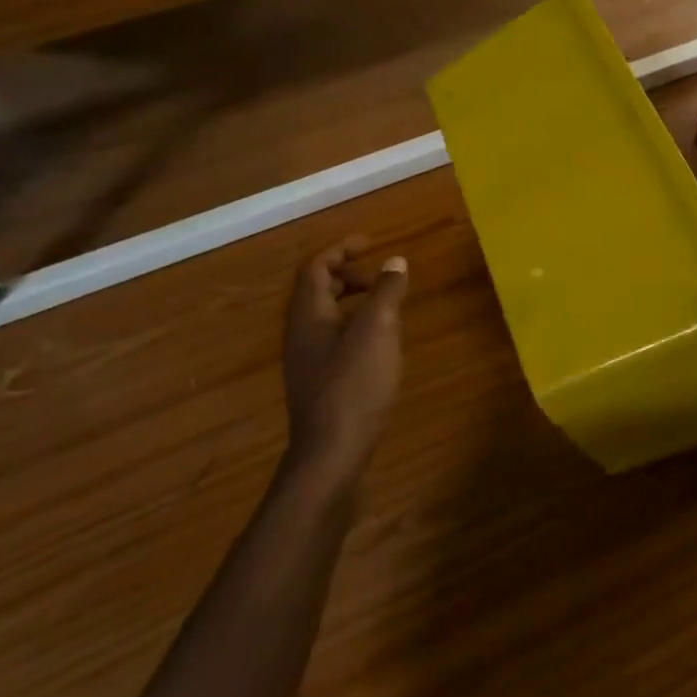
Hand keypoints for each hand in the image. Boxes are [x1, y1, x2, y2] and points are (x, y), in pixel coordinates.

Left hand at [281, 237, 408, 488]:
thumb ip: (387, 292)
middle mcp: (300, 333)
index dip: (342, 249)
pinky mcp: (318, 382)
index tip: (370, 242)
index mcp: (308, 314)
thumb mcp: (378, 330)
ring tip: (387, 308)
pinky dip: (355, 326)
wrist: (330, 454)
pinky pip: (333, 338)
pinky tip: (380, 345)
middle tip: (382, 277)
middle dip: (349, 275)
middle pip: (318, 290)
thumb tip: (396, 261)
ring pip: (326, 316)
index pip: (317, 267)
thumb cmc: (354, 385)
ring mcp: (307, 360)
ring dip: (354, 302)